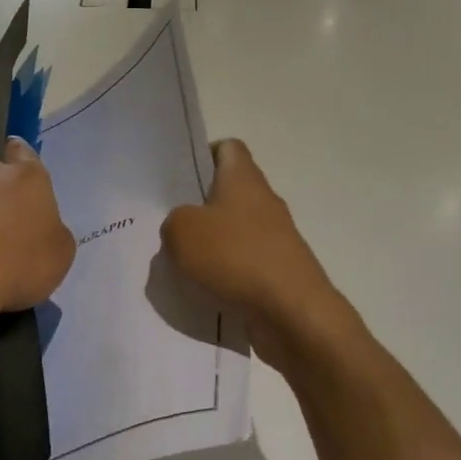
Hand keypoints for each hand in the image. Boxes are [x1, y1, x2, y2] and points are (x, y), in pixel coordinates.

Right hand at [161, 140, 349, 370]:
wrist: (292, 311)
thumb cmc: (236, 256)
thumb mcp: (182, 231)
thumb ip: (173, 221)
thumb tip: (182, 228)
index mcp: (244, 178)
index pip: (228, 148)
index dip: (204, 154)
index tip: (179, 177)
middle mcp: (262, 201)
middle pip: (228, 191)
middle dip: (199, 206)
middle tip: (168, 222)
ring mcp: (273, 237)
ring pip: (233, 230)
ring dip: (209, 243)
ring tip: (178, 260)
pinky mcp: (276, 270)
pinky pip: (242, 262)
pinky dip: (223, 272)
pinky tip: (201, 288)